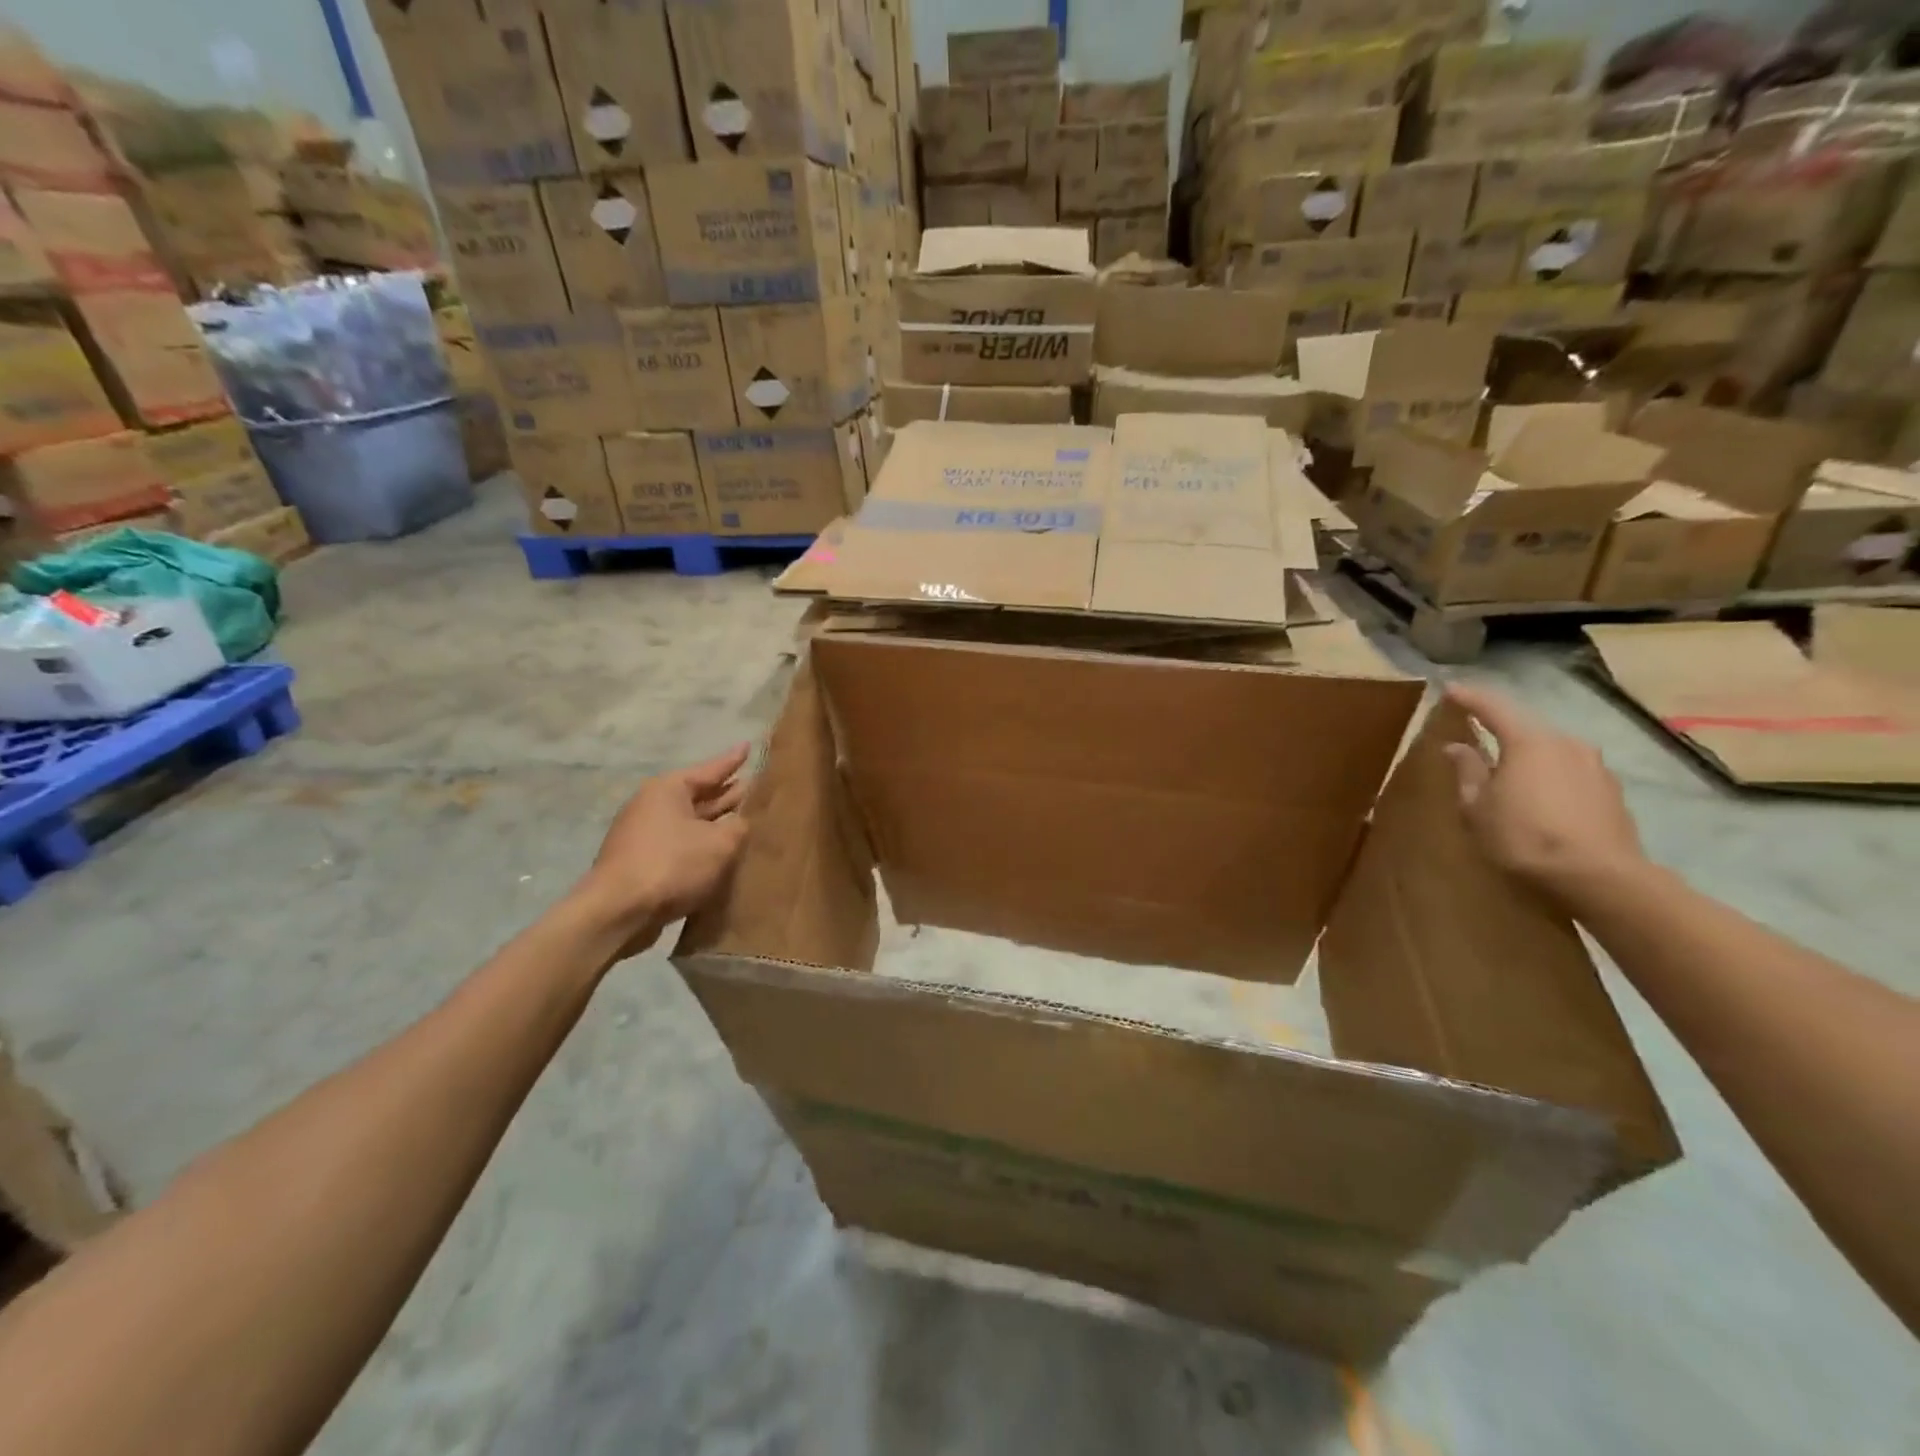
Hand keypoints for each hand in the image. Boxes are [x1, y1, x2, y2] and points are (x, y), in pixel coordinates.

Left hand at [578, 745, 751, 944]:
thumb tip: (739, 824)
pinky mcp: (641, 862)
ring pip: (689, 822)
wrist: (617, 912)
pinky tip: (719, 853)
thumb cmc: (672, 865)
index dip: (732, 760)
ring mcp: (643, 835)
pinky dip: (700, 845)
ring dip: (715, 822)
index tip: (748, 746)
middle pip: (698, 795)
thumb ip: (738, 827)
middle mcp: (653, 806)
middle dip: (726, 793)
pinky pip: (680, 845)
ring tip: (743, 819)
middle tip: (753, 786)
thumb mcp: (720, 843)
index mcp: (669, 789)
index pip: (710, 769)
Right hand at [1442, 684, 1645, 900]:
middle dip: (1501, 730)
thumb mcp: (1477, 806)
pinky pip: (1569, 772)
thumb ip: (1467, 771)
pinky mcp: (1610, 791)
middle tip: (1477, 735)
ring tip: (1508, 773)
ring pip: (1550, 751)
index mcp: (1528, 741)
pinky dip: (1549, 777)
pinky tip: (1539, 798)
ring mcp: (1595, 766)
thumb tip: (1458, 747)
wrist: (1599, 877)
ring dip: (1527, 757)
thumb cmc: (1523, 837)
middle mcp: (1566, 743)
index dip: (1469, 698)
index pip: (1493, 707)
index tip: (1450, 690)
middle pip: (1526, 728)